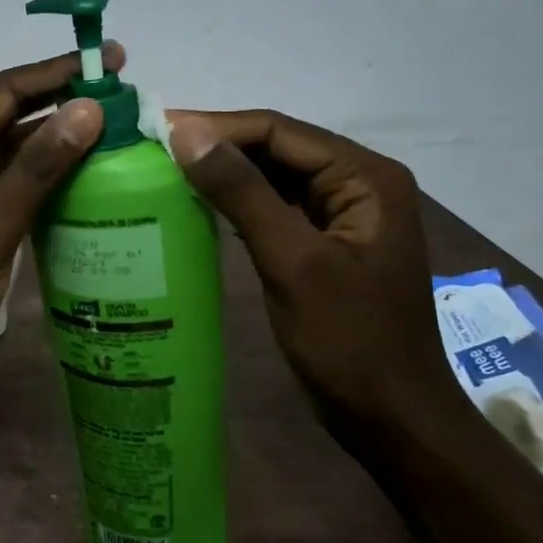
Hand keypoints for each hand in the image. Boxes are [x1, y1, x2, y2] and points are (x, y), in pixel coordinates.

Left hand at [0, 47, 121, 391]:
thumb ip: (34, 172)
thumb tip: (86, 108)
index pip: (2, 93)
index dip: (57, 72)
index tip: (112, 59)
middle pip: (5, 120)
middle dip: (61, 105)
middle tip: (123, 101)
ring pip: (6, 159)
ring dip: (53, 147)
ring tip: (112, 139)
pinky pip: (3, 193)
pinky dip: (39, 186)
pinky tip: (79, 190)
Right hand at [168, 109, 451, 428]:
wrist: (390, 417)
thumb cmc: (349, 340)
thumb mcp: (292, 262)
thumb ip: (242, 193)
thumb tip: (187, 134)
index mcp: (364, 177)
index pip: (280, 131)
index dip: (217, 126)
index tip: (158, 129)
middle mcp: (357, 184)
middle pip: (277, 149)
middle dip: (218, 146)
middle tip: (153, 148)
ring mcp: (340, 215)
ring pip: (272, 177)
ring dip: (224, 173)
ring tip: (165, 170)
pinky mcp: (322, 244)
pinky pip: (273, 208)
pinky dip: (236, 203)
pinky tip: (197, 205)